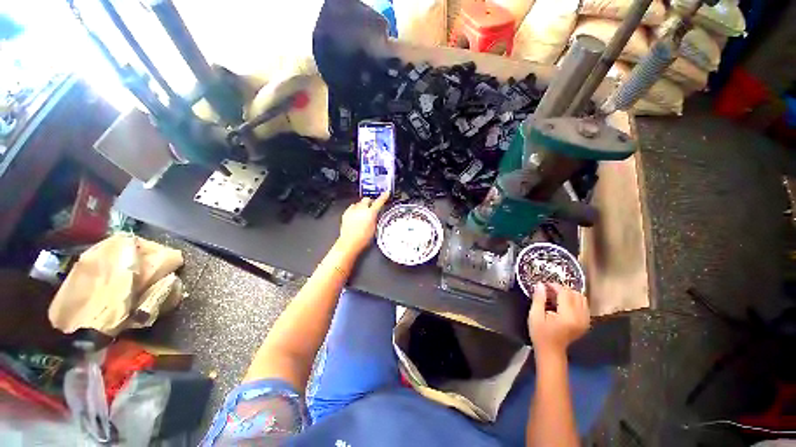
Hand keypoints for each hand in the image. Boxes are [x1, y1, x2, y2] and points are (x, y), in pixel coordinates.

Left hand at [336, 192, 389, 254]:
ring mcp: (352, 210)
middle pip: (367, 199)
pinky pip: (352, 207)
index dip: (384, 197)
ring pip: (359, 203)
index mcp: (371, 213)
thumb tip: (376, 214)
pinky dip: (355, 209)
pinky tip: (356, 216)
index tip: (387, 193)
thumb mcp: (375, 229)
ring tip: (363, 213)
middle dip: (370, 202)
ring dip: (362, 206)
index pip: (379, 202)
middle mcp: (361, 209)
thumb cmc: (363, 239)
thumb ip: (375, 219)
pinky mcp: (346, 213)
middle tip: (372, 207)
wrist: (349, 243)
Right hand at [528, 283, 589, 359]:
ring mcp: (585, 321)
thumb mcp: (535, 315)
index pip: (565, 293)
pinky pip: (584, 305)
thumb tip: (540, 284)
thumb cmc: (540, 333)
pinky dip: (574, 300)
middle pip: (575, 294)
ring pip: (581, 298)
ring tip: (556, 296)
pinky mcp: (586, 323)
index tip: (544, 285)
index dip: (555, 286)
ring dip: (569, 294)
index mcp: (567, 316)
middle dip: (562, 289)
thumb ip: (539, 299)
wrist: (551, 351)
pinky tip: (563, 303)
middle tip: (549, 291)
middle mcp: (580, 317)